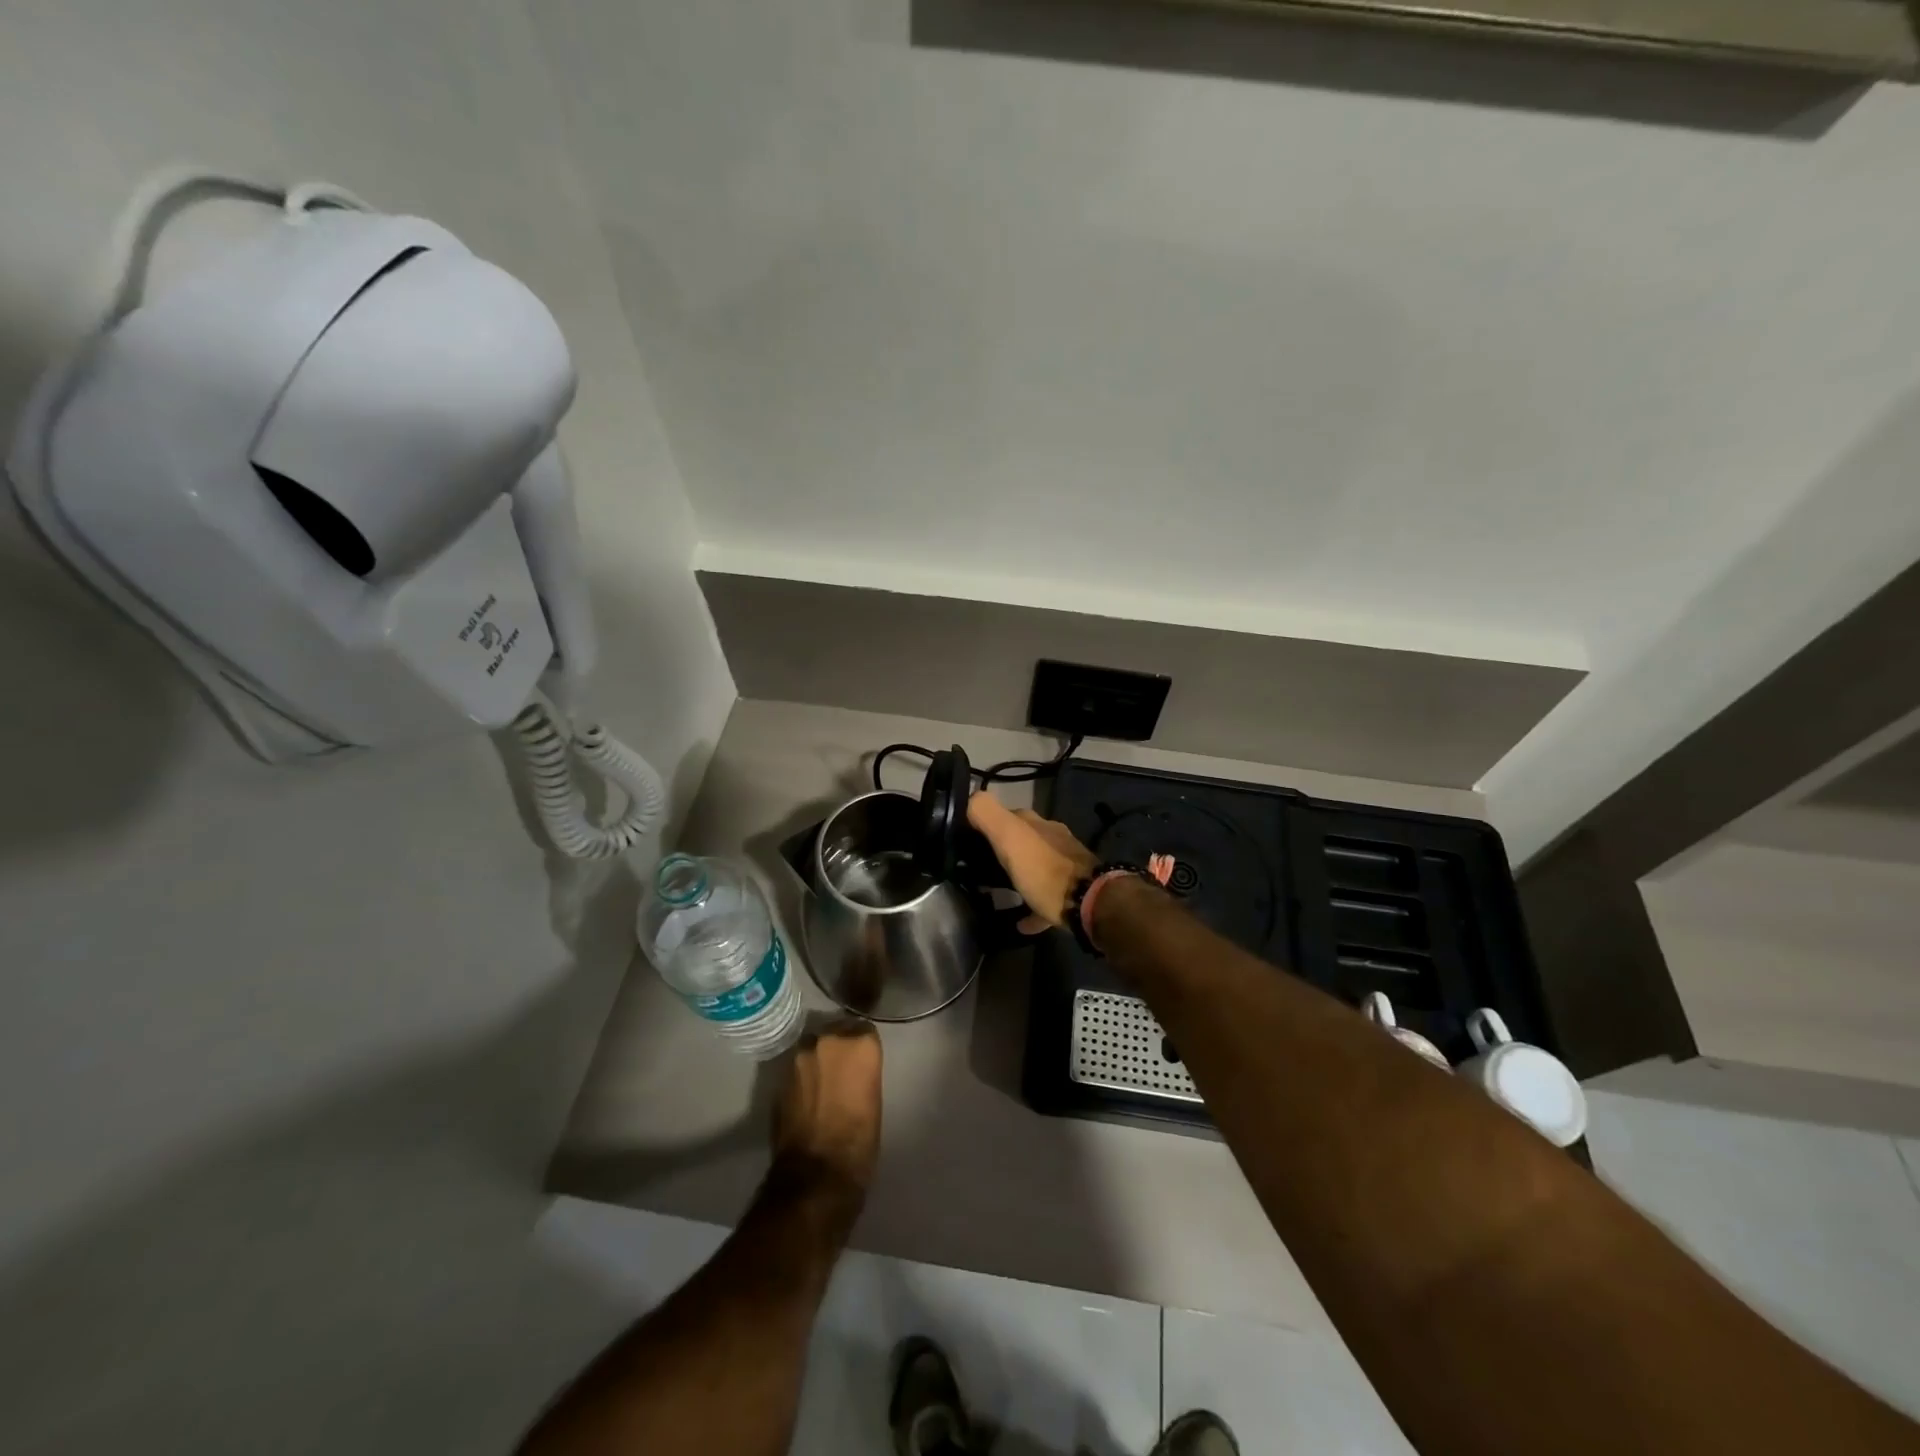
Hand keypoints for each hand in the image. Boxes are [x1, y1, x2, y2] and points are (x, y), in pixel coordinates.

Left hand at [771, 1020, 882, 1203]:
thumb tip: (853, 1069)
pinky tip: (808, 1096)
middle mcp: (828, 1040)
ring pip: (812, 1047)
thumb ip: (862, 1071)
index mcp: (859, 1044)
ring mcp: (800, 1057)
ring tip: (823, 1082)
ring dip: (818, 1058)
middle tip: (843, 1069)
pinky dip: (803, 1076)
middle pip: (835, 1032)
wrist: (816, 1174)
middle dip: (838, 1046)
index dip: (863, 1045)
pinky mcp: (780, 1077)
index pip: (864, 1029)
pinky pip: (796, 1068)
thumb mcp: (873, 1099)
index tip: (864, 1060)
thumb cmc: (859, 1141)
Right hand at [966, 791, 1097, 931]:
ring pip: (1036, 867)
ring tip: (997, 891)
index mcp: (1037, 824)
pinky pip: (1045, 899)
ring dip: (1019, 875)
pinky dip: (1032, 907)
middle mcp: (1053, 839)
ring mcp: (1066, 866)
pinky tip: (1020, 922)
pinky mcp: (1072, 893)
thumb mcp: (1009, 837)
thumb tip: (969, 798)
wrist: (1089, 903)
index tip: (969, 839)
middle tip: (980, 868)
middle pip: (1023, 841)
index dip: (988, 824)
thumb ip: (987, 813)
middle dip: (1004, 850)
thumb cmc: (1044, 870)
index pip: (1008, 815)